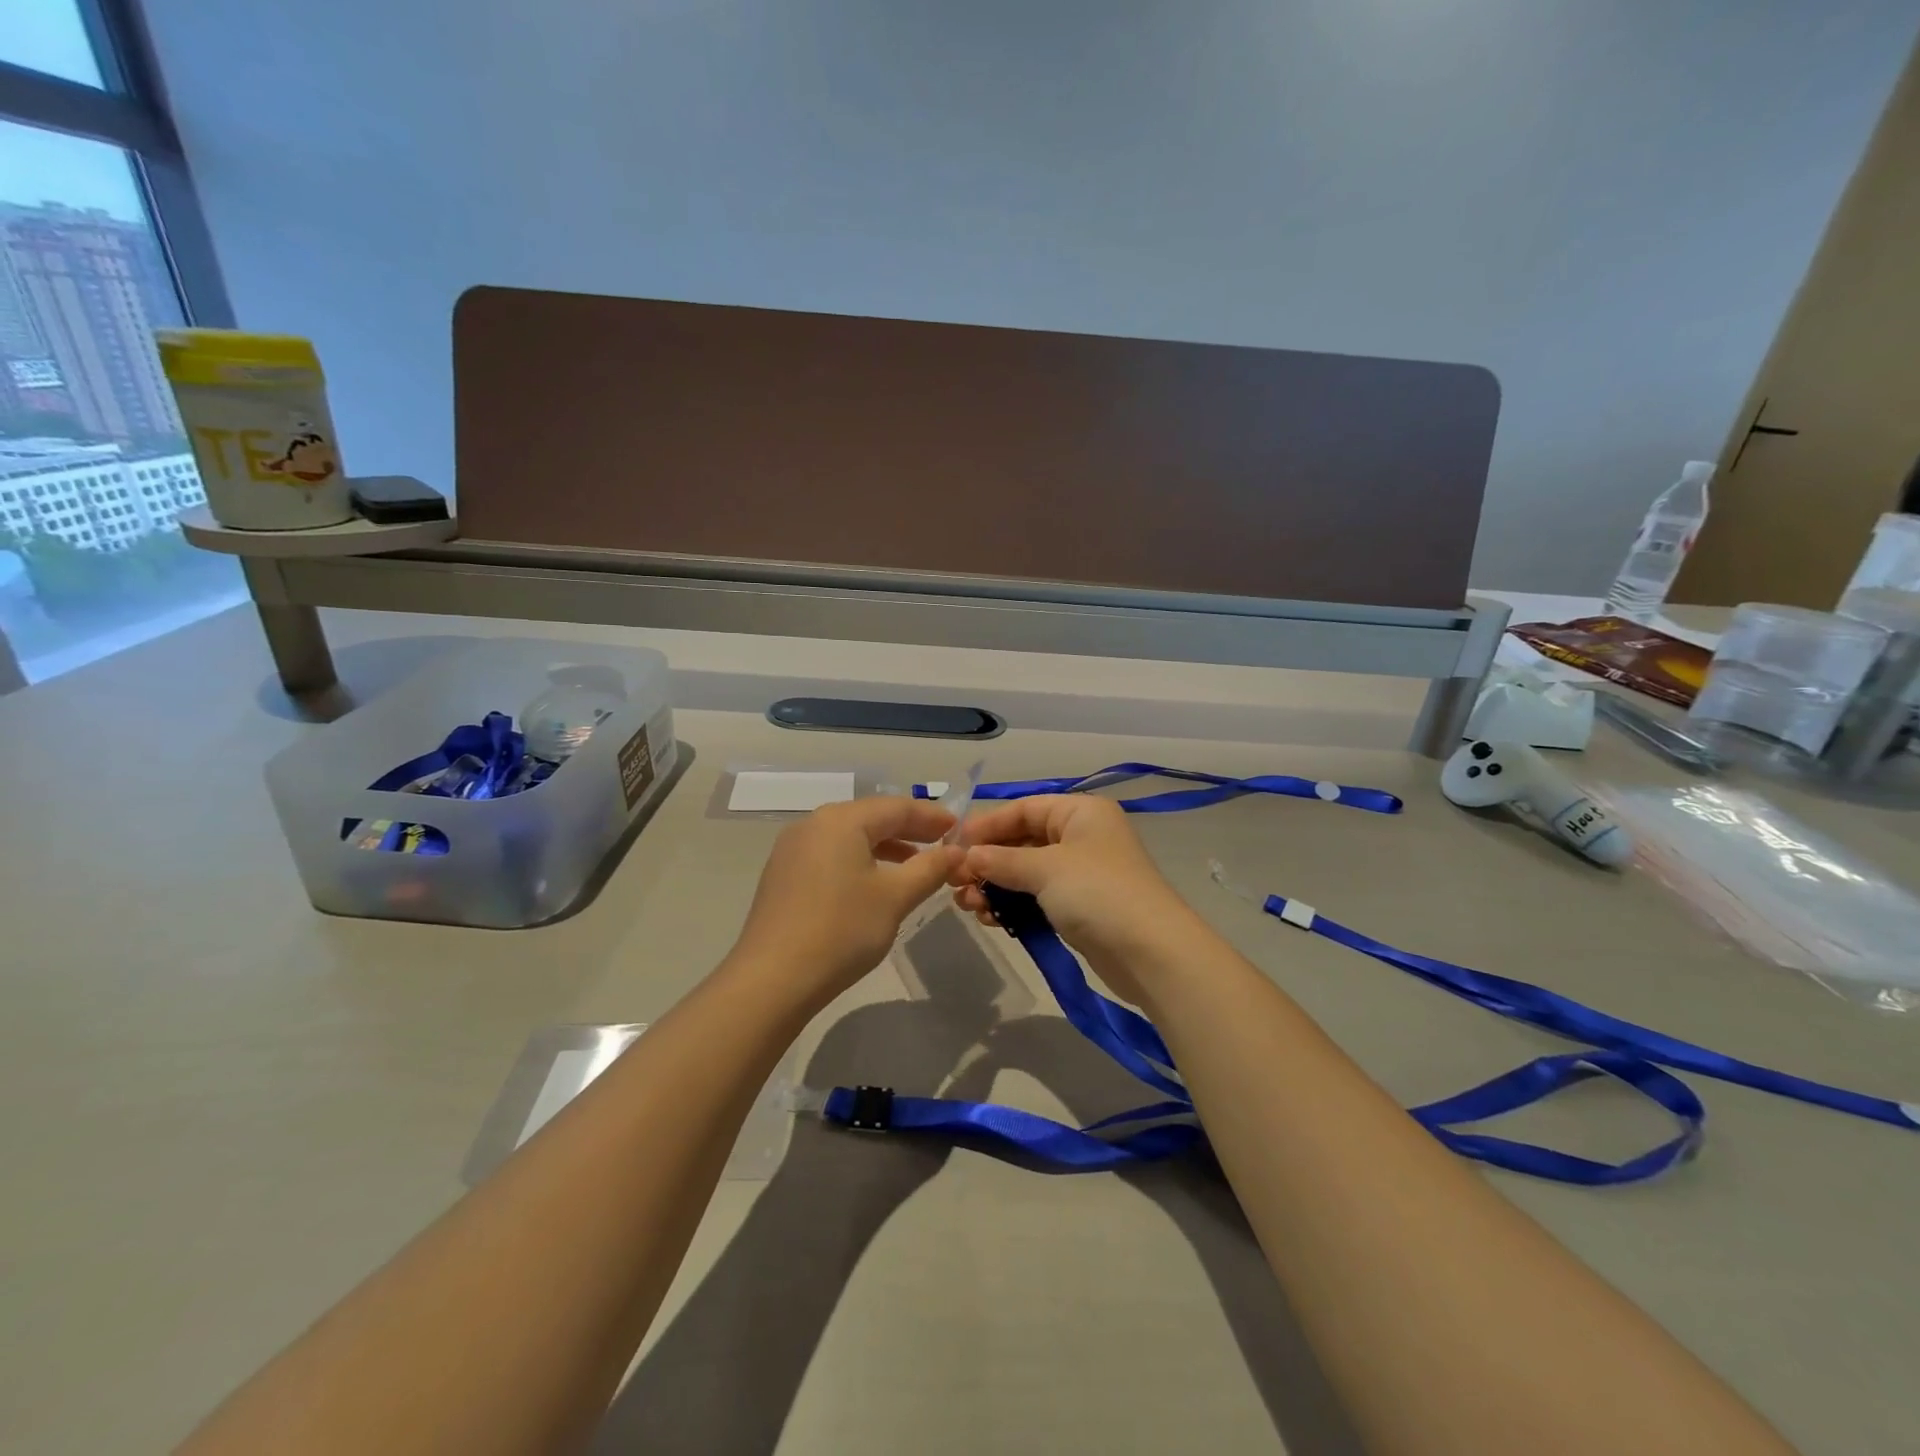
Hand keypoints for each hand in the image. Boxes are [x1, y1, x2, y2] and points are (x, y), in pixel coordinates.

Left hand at [728, 797, 962, 1005]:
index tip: (959, 828)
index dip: (931, 816)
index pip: (896, 807)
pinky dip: (859, 860)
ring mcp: (792, 849)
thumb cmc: (841, 930)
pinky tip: (874, 884)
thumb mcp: (895, 898)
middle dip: (909, 829)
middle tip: (942, 843)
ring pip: (849, 837)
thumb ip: (929, 868)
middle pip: (870, 817)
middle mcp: (813, 824)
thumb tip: (956, 851)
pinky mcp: (783, 875)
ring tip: (915, 864)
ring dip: (885, 846)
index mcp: (841, 820)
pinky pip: (830, 854)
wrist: (772, 980)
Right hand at [950, 796, 1204, 1003]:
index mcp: (1080, 813)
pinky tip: (988, 917)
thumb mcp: (1045, 869)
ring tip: (967, 904)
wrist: (1151, 953)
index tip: (953, 844)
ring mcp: (1081, 873)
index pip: (1024, 809)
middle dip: (988, 860)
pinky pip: (1036, 897)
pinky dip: (1012, 904)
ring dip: (995, 885)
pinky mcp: (1080, 907)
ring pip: (1026, 872)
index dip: (988, 825)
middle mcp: (1081, 836)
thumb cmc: (1098, 893)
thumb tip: (967, 857)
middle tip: (955, 881)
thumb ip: (1002, 860)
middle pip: (1023, 840)